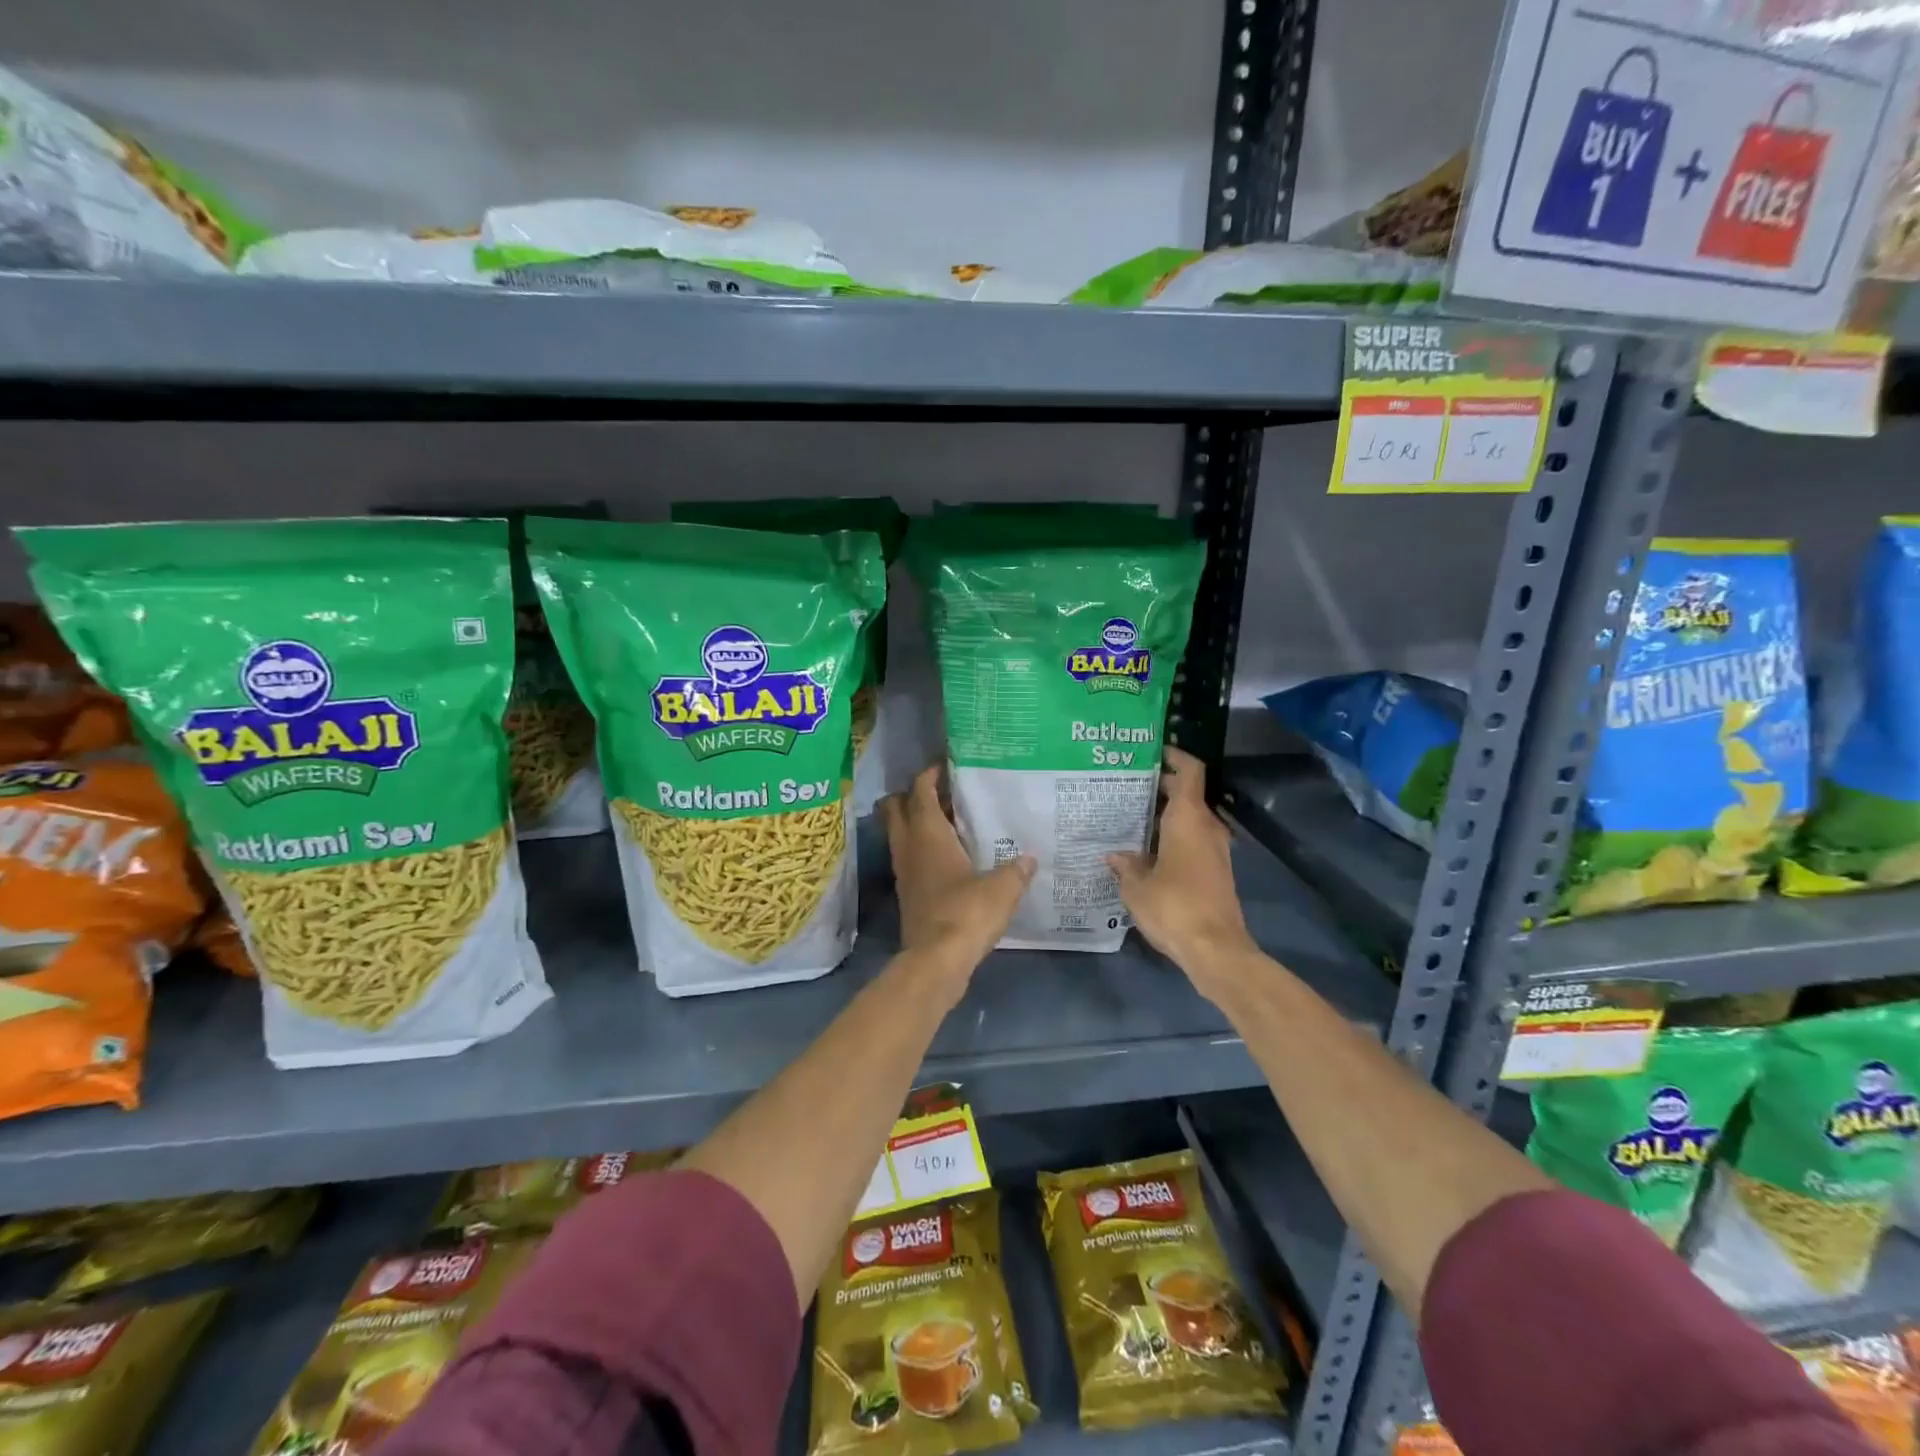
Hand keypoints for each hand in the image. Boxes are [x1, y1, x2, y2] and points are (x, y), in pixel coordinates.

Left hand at [881, 766, 1034, 995]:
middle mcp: (909, 847)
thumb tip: (1029, 858)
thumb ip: (1016, 870)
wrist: (936, 961)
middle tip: (943, 792)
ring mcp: (905, 872)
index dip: (929, 774)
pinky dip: (923, 850)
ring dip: (917, 823)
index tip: (945, 765)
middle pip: (896, 808)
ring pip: (901, 835)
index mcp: (928, 834)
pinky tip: (951, 858)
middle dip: (912, 795)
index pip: (920, 791)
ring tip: (951, 822)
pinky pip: (911, 859)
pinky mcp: (908, 894)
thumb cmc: (966, 913)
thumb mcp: (1002, 888)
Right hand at [1109, 747, 1256, 986]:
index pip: (1189, 771)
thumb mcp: (1137, 887)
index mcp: (1188, 819)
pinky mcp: (1216, 870)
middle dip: (1160, 786)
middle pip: (1187, 793)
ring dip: (1165, 814)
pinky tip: (1146, 849)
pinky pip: (1193, 839)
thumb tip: (1116, 855)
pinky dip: (1172, 835)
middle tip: (1125, 785)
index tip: (1151, 751)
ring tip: (1130, 816)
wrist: (1216, 949)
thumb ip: (1126, 865)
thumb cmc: (1174, 907)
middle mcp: (1207, 827)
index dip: (1174, 755)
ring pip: (1190, 818)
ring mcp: (1215, 849)